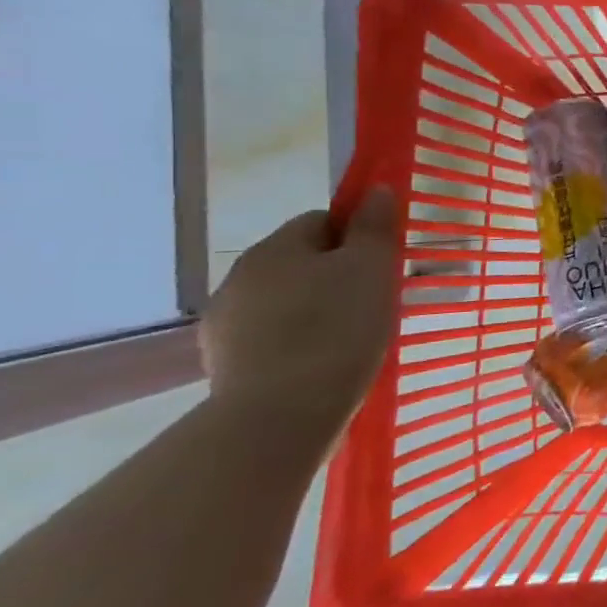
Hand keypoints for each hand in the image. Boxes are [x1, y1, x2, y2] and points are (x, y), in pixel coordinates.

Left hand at [200, 190, 399, 441]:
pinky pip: (271, 340)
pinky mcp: (224, 366)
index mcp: (274, 248)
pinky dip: (296, 346)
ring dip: (313, 311)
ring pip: (283, 302)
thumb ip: (373, 227)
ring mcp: (224, 325)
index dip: (356, 236)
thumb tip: (373, 190)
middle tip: (374, 303)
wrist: (281, 415)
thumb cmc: (337, 329)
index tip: (382, 265)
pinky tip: (321, 366)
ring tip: (350, 340)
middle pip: (299, 262)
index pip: (320, 221)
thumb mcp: (371, 269)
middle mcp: (239, 279)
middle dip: (334, 276)